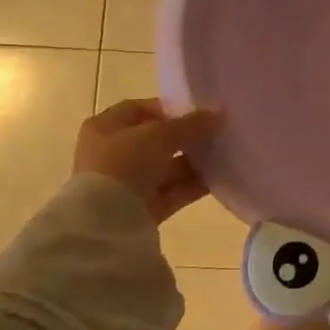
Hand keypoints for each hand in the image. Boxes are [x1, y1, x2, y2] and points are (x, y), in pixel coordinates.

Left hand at [74, 98, 219, 222]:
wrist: (105, 222)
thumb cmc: (125, 163)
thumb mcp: (160, 135)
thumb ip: (190, 124)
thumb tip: (217, 114)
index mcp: (105, 127)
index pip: (138, 109)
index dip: (168, 108)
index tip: (198, 112)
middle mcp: (113, 153)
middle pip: (156, 140)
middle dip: (186, 137)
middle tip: (215, 134)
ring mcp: (126, 183)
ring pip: (166, 167)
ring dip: (193, 162)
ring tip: (223, 155)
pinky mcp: (141, 209)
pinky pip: (171, 192)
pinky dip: (192, 185)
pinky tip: (219, 178)